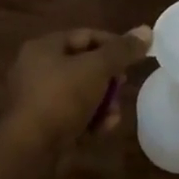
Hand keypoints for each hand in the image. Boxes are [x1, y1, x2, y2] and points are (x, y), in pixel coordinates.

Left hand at [4, 25, 152, 148]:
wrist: (31, 148)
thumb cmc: (62, 98)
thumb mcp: (97, 69)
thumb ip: (122, 50)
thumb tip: (146, 30)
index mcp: (44, 47)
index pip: (85, 35)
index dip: (113, 43)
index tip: (135, 57)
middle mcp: (36, 69)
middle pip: (83, 65)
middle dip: (108, 78)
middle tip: (123, 85)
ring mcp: (38, 99)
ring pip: (80, 93)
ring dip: (102, 103)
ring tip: (114, 115)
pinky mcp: (42, 125)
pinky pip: (72, 115)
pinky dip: (89, 120)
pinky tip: (102, 130)